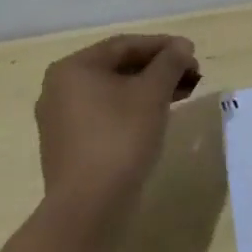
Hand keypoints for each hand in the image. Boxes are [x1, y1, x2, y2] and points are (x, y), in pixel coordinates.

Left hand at [36, 34, 198, 224]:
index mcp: (73, 69)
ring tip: (183, 94)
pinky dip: (134, 109)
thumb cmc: (120, 137)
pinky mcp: (70, 145)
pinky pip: (106, 114)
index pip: (124, 45)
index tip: (191, 53)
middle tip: (191, 75)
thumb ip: (169, 63)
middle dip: (158, 68)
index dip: (163, 45)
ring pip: (114, 92)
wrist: (89, 207)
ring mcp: (62, 119)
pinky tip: (159, 116)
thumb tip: (182, 46)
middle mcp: (60, 89)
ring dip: (150, 89)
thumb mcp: (152, 93)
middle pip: (118, 67)